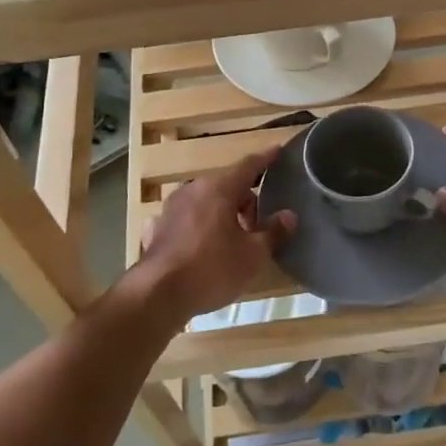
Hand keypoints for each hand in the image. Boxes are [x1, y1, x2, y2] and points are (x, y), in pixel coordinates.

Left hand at [131, 148, 295, 323]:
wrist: (157, 295)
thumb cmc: (212, 269)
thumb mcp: (253, 255)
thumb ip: (273, 232)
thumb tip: (289, 215)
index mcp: (219, 188)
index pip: (248, 165)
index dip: (266, 159)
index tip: (277, 151)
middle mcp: (192, 190)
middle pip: (227, 185)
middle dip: (245, 200)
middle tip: (258, 226)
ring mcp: (170, 208)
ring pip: (205, 202)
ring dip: (221, 213)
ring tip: (232, 239)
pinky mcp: (156, 229)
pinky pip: (185, 220)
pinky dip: (198, 227)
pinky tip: (200, 245)